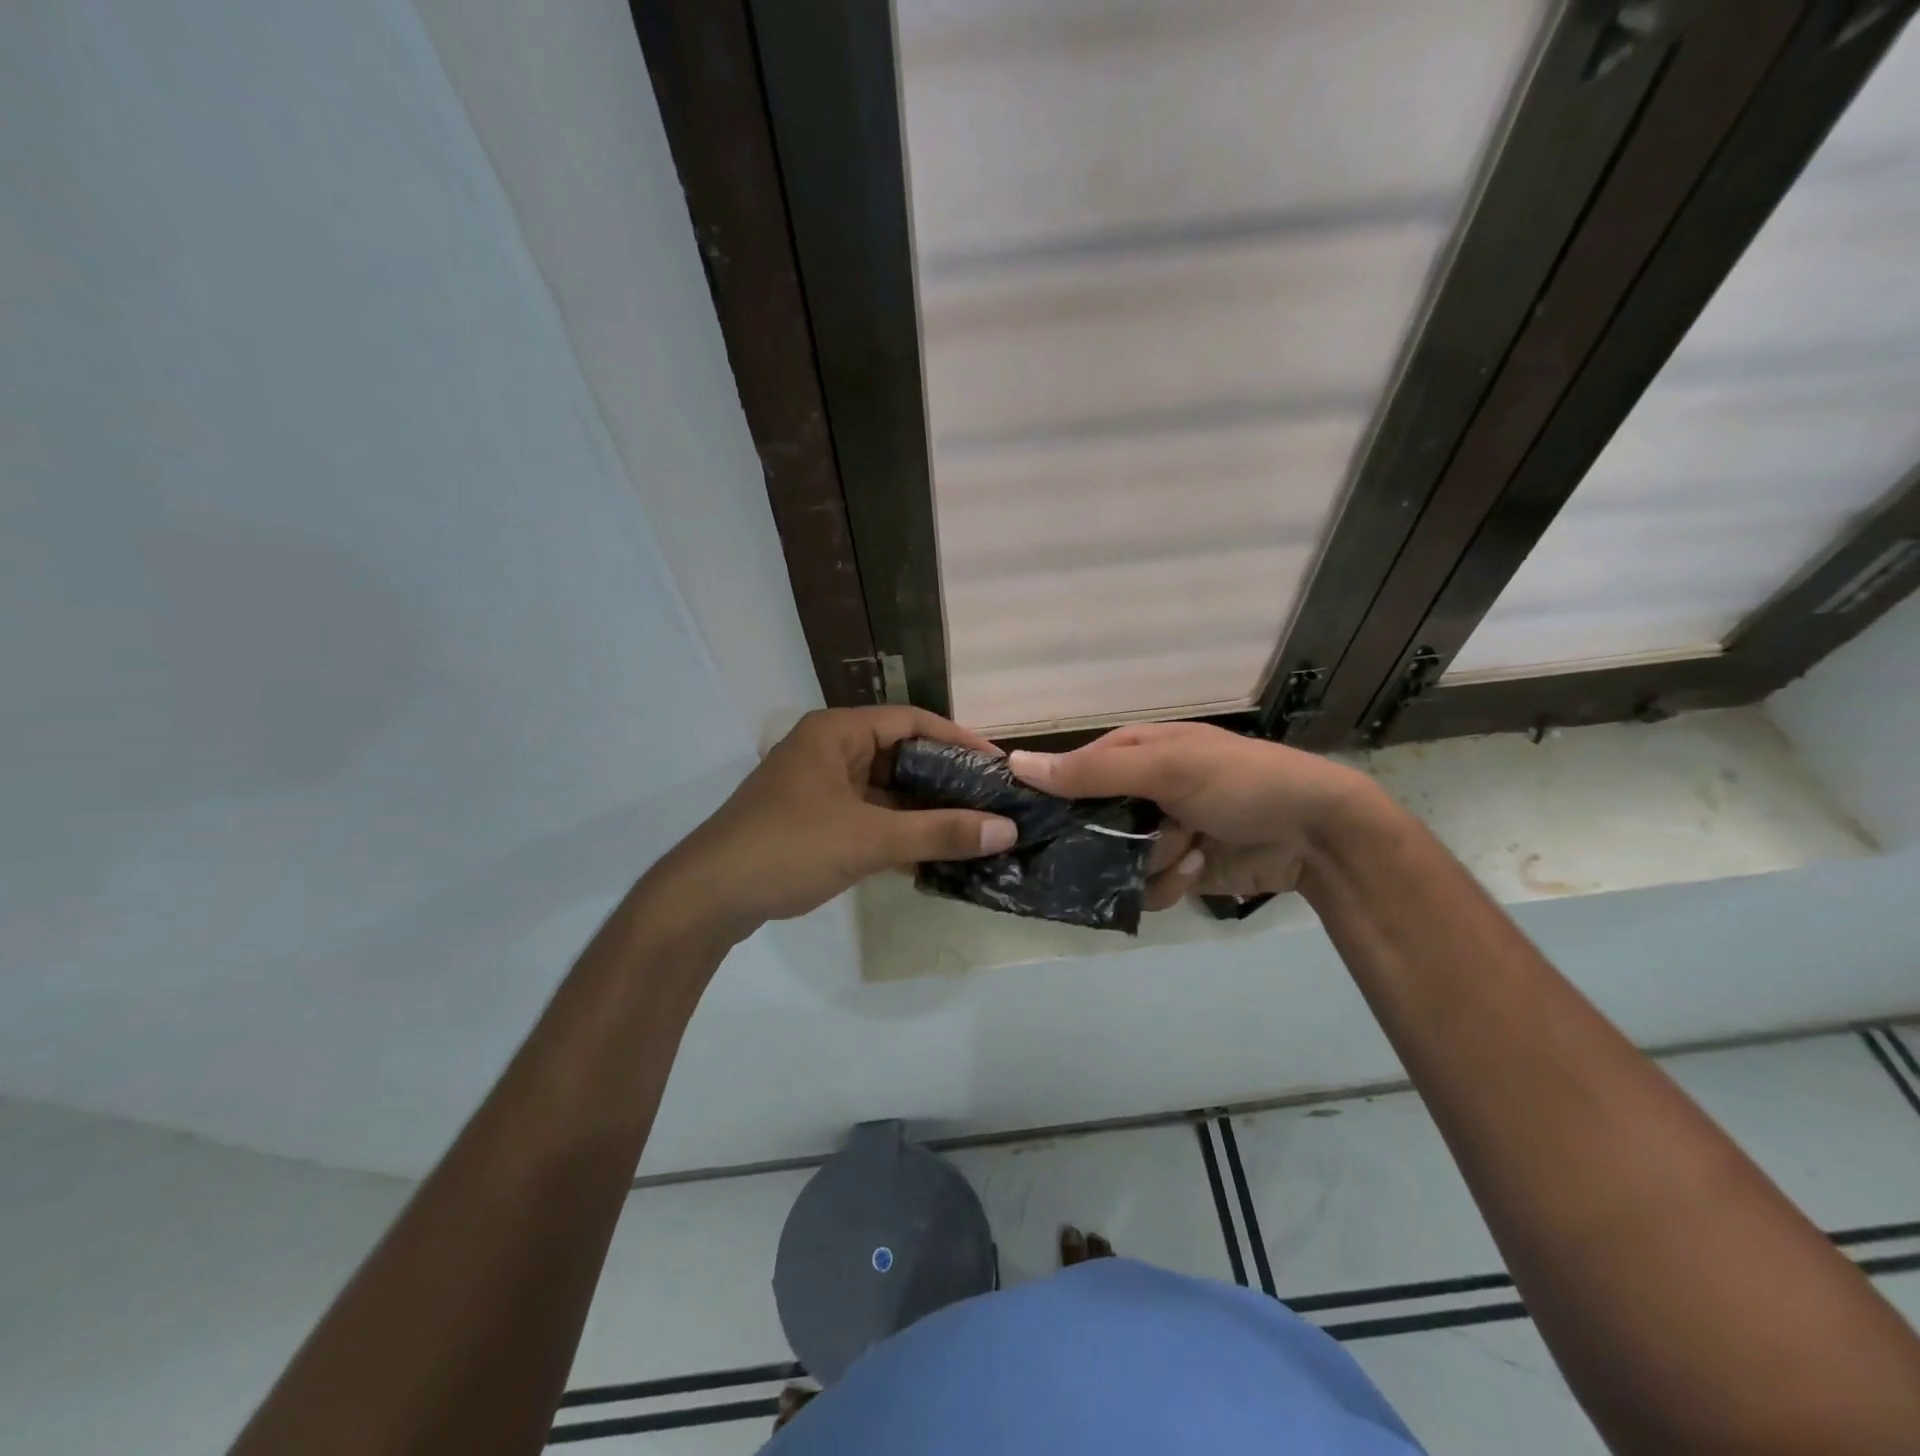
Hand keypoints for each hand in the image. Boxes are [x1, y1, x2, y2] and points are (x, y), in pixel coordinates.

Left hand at [647, 707, 1019, 941]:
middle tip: (992, 801)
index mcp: (836, 733)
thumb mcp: (869, 839)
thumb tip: (1006, 829)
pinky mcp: (815, 821)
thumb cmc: (788, 848)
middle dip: (945, 779)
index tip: (998, 765)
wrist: (707, 899)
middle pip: (901, 754)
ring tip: (973, 829)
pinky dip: (899, 832)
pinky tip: (933, 855)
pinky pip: (869, 817)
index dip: (959, 740)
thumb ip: (938, 833)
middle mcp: (829, 751)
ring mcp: (820, 788)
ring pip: (886, 790)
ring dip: (924, 810)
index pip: (911, 721)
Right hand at [1008, 721, 1378, 909]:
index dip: (1049, 798)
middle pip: (1086, 826)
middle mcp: (1135, 793)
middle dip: (1108, 839)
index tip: (1028, 825)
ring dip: (1150, 861)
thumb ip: (1094, 771)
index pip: (1066, 775)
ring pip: (1113, 864)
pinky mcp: (1173, 871)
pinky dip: (1170, 882)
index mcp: (1129, 755)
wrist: (1316, 833)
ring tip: (1188, 846)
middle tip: (1125, 841)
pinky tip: (1199, 864)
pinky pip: (1143, 889)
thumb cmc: (1241, 782)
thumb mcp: (1168, 767)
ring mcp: (1154, 834)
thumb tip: (1016, 764)